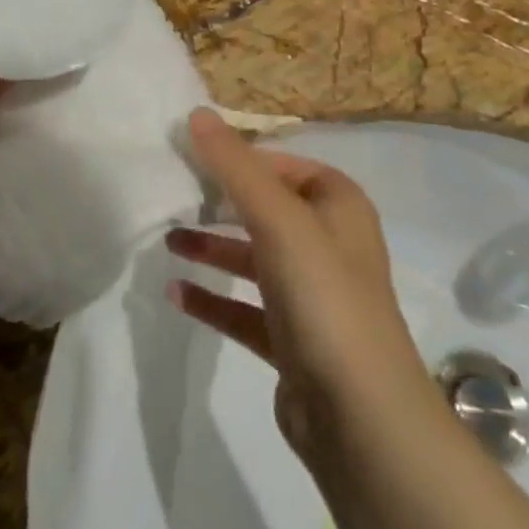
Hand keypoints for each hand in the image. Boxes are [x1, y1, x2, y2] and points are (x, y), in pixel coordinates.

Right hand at [166, 109, 429, 462]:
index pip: (284, 165)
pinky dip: (213, 299)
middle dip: (221, 202)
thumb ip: (235, 166)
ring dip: (213, 248)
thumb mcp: (278, 219)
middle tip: (174, 195)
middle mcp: (330, 245)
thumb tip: (197, 113)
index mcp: (339, 207)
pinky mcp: (292, 340)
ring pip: (253, 259)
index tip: (191, 155)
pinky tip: (176, 294)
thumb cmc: (324, 296)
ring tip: (167, 240)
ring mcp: (312, 296)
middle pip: (266, 210)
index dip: (240, 157)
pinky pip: (244, 309)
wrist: (360, 416)